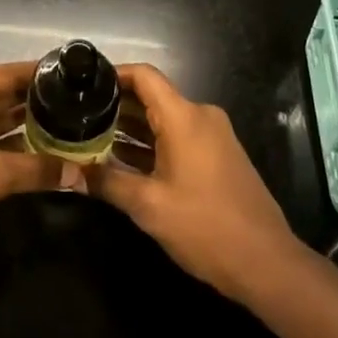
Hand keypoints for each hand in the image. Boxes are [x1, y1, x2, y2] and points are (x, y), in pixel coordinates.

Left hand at [0, 61, 59, 268]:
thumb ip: (38, 169)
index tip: (76, 77)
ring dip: (24, 125)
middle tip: (78, 104)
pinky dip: (7, 143)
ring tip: (66, 125)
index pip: (9, 73)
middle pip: (2, 94)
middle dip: (37, 102)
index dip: (42, 75)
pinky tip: (39, 151)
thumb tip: (80, 174)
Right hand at [91, 64, 303, 301]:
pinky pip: (180, 137)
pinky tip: (126, 161)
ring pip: (165, 119)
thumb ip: (107, 182)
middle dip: (117, 105)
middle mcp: (200, 116)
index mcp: (184, 117)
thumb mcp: (148, 206)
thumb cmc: (205, 226)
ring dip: (133, 128)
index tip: (85, 84)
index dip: (113, 74)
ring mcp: (213, 136)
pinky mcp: (219, 156)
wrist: (266, 263)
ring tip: (94, 138)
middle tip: (80, 116)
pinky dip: (153, 143)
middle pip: (153, 96)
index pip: (144, 76)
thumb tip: (71, 173)